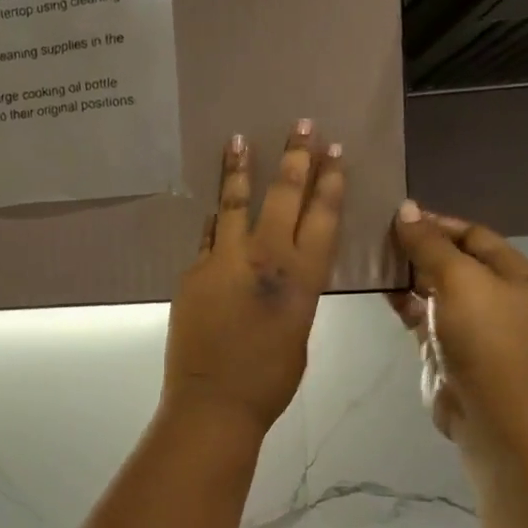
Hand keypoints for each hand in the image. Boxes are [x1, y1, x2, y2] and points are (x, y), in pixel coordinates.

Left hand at [163, 123, 344, 436]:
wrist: (215, 401)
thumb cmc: (269, 380)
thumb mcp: (299, 332)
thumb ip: (294, 294)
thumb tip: (280, 274)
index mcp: (302, 278)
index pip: (322, 216)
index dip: (330, 182)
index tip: (333, 152)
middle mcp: (266, 259)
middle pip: (284, 196)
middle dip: (295, 158)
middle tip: (301, 126)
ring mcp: (224, 261)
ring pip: (234, 203)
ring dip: (240, 169)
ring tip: (239, 139)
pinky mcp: (193, 271)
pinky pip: (208, 236)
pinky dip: (216, 219)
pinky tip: (216, 204)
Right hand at [388, 202, 527, 447]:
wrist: (484, 404)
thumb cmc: (480, 333)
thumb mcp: (458, 278)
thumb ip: (429, 243)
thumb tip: (405, 209)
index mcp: (513, 272)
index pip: (472, 234)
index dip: (437, 223)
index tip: (398, 216)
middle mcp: (494, 293)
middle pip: (452, 258)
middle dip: (418, 246)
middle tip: (379, 235)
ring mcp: (467, 320)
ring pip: (432, 286)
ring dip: (406, 272)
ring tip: (372, 256)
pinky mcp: (442, 343)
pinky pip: (419, 311)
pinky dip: (401, 299)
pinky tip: (378, 287)